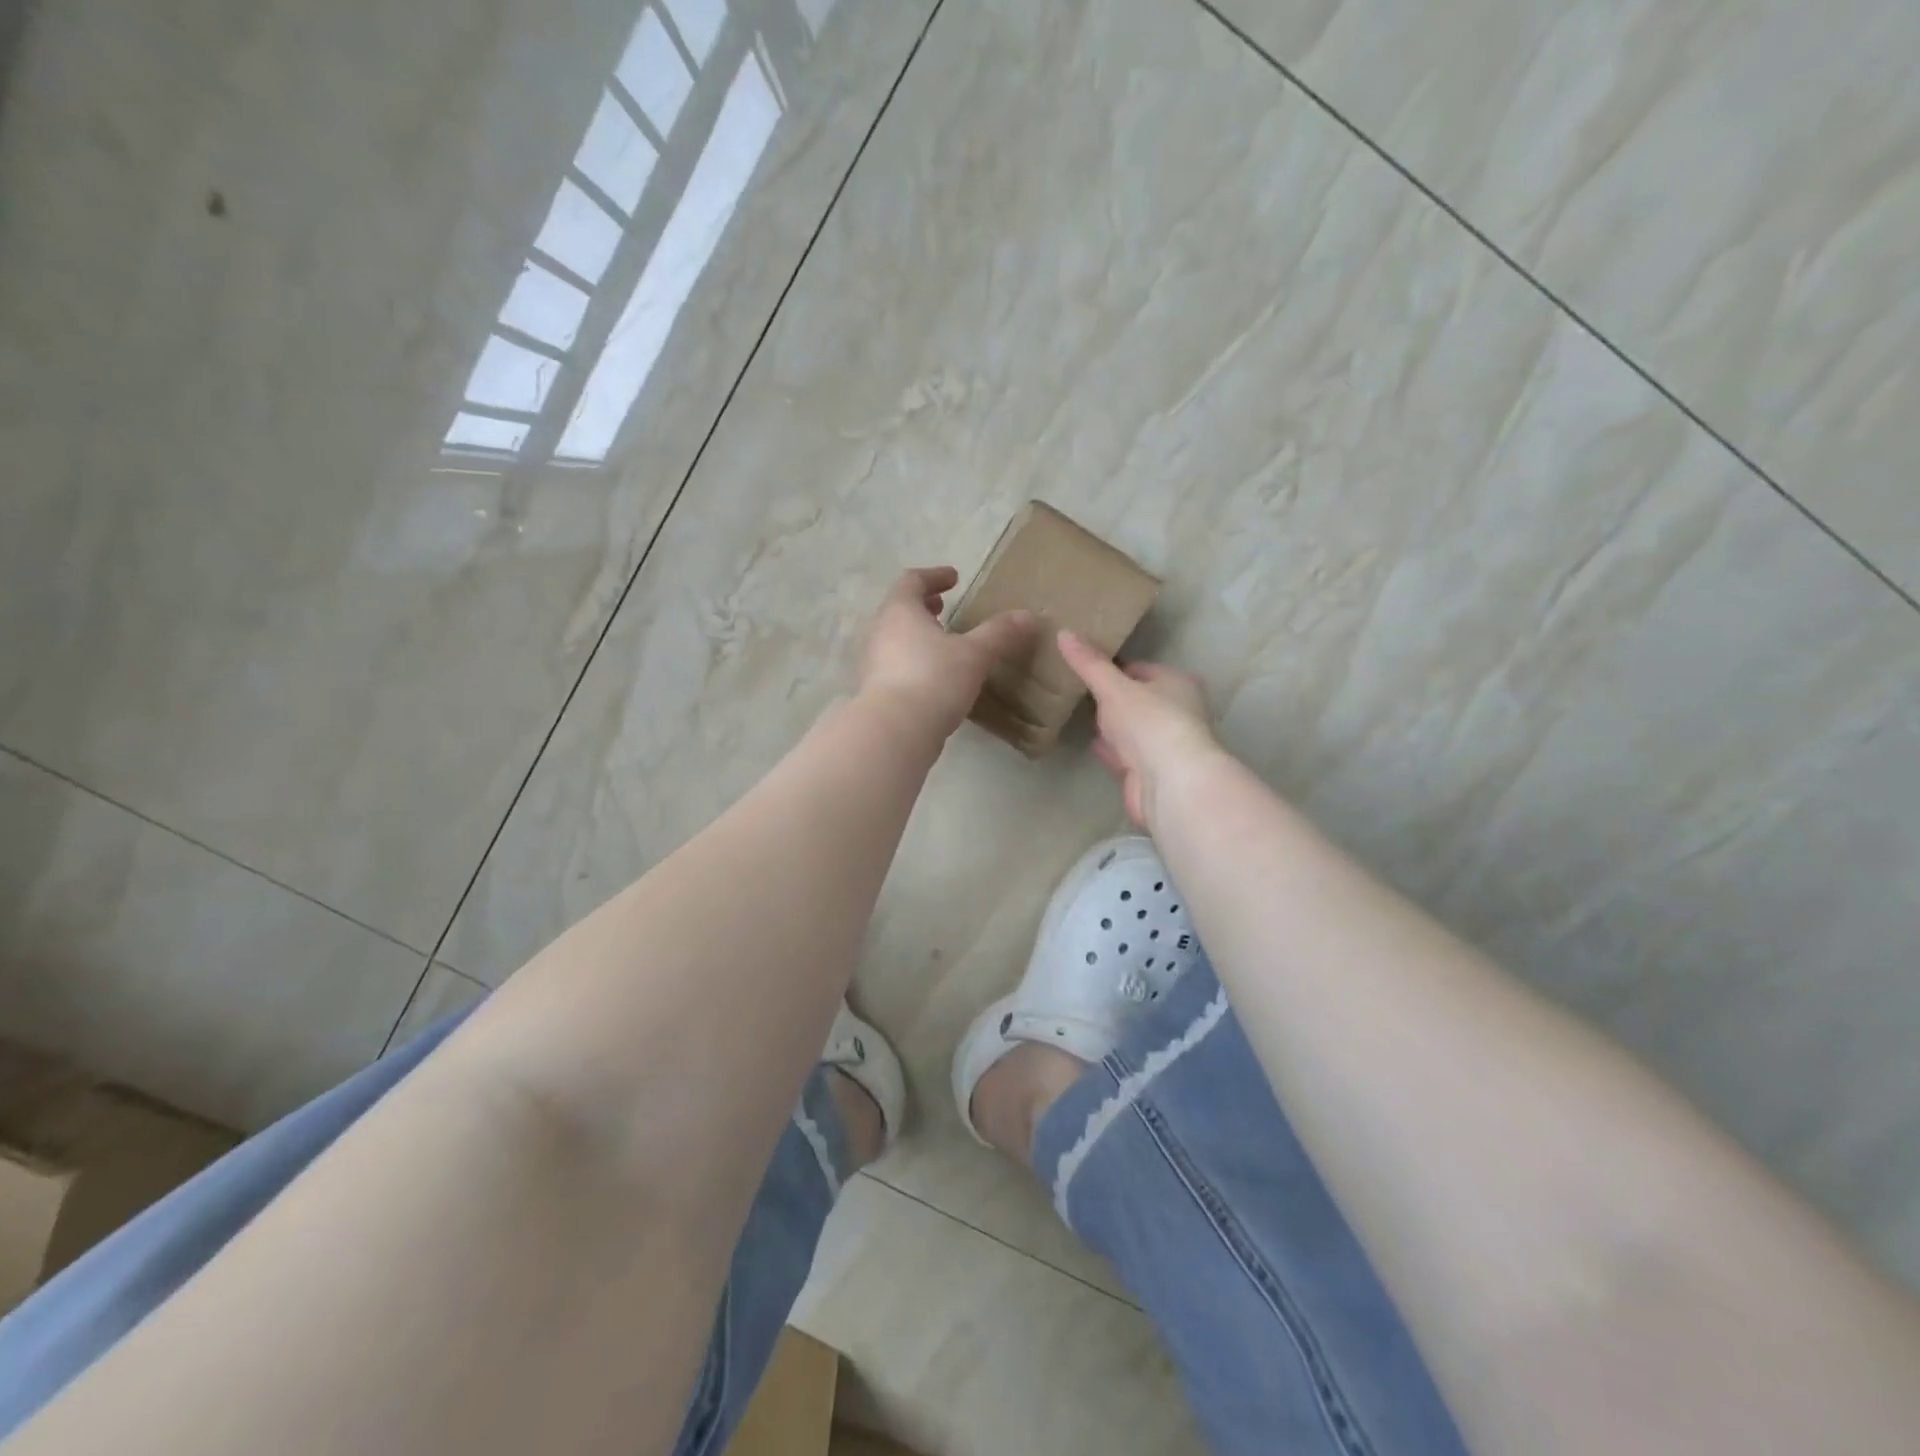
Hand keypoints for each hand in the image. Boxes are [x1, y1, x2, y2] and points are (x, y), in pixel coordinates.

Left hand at [859, 567, 1034, 740]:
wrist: (895, 732)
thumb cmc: (933, 680)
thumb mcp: (974, 654)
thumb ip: (999, 633)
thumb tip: (1028, 615)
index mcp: (900, 611)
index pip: (912, 580)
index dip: (934, 576)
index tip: (954, 578)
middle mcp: (879, 631)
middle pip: (899, 608)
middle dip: (923, 606)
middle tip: (944, 607)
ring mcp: (872, 662)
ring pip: (894, 637)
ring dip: (916, 634)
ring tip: (941, 642)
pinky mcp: (874, 690)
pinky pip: (894, 664)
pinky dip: (912, 659)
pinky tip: (933, 675)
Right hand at [1057, 630, 1219, 830]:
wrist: (1170, 783)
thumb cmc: (1149, 723)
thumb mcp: (1113, 687)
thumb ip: (1089, 664)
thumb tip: (1064, 632)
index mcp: (1178, 683)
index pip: (1142, 669)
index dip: (1116, 669)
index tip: (1087, 669)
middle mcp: (1180, 712)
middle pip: (1140, 700)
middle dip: (1115, 699)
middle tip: (1082, 693)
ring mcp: (1167, 745)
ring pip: (1134, 730)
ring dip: (1114, 727)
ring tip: (1084, 717)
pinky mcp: (1154, 773)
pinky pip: (1128, 755)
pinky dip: (1113, 750)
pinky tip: (1095, 745)